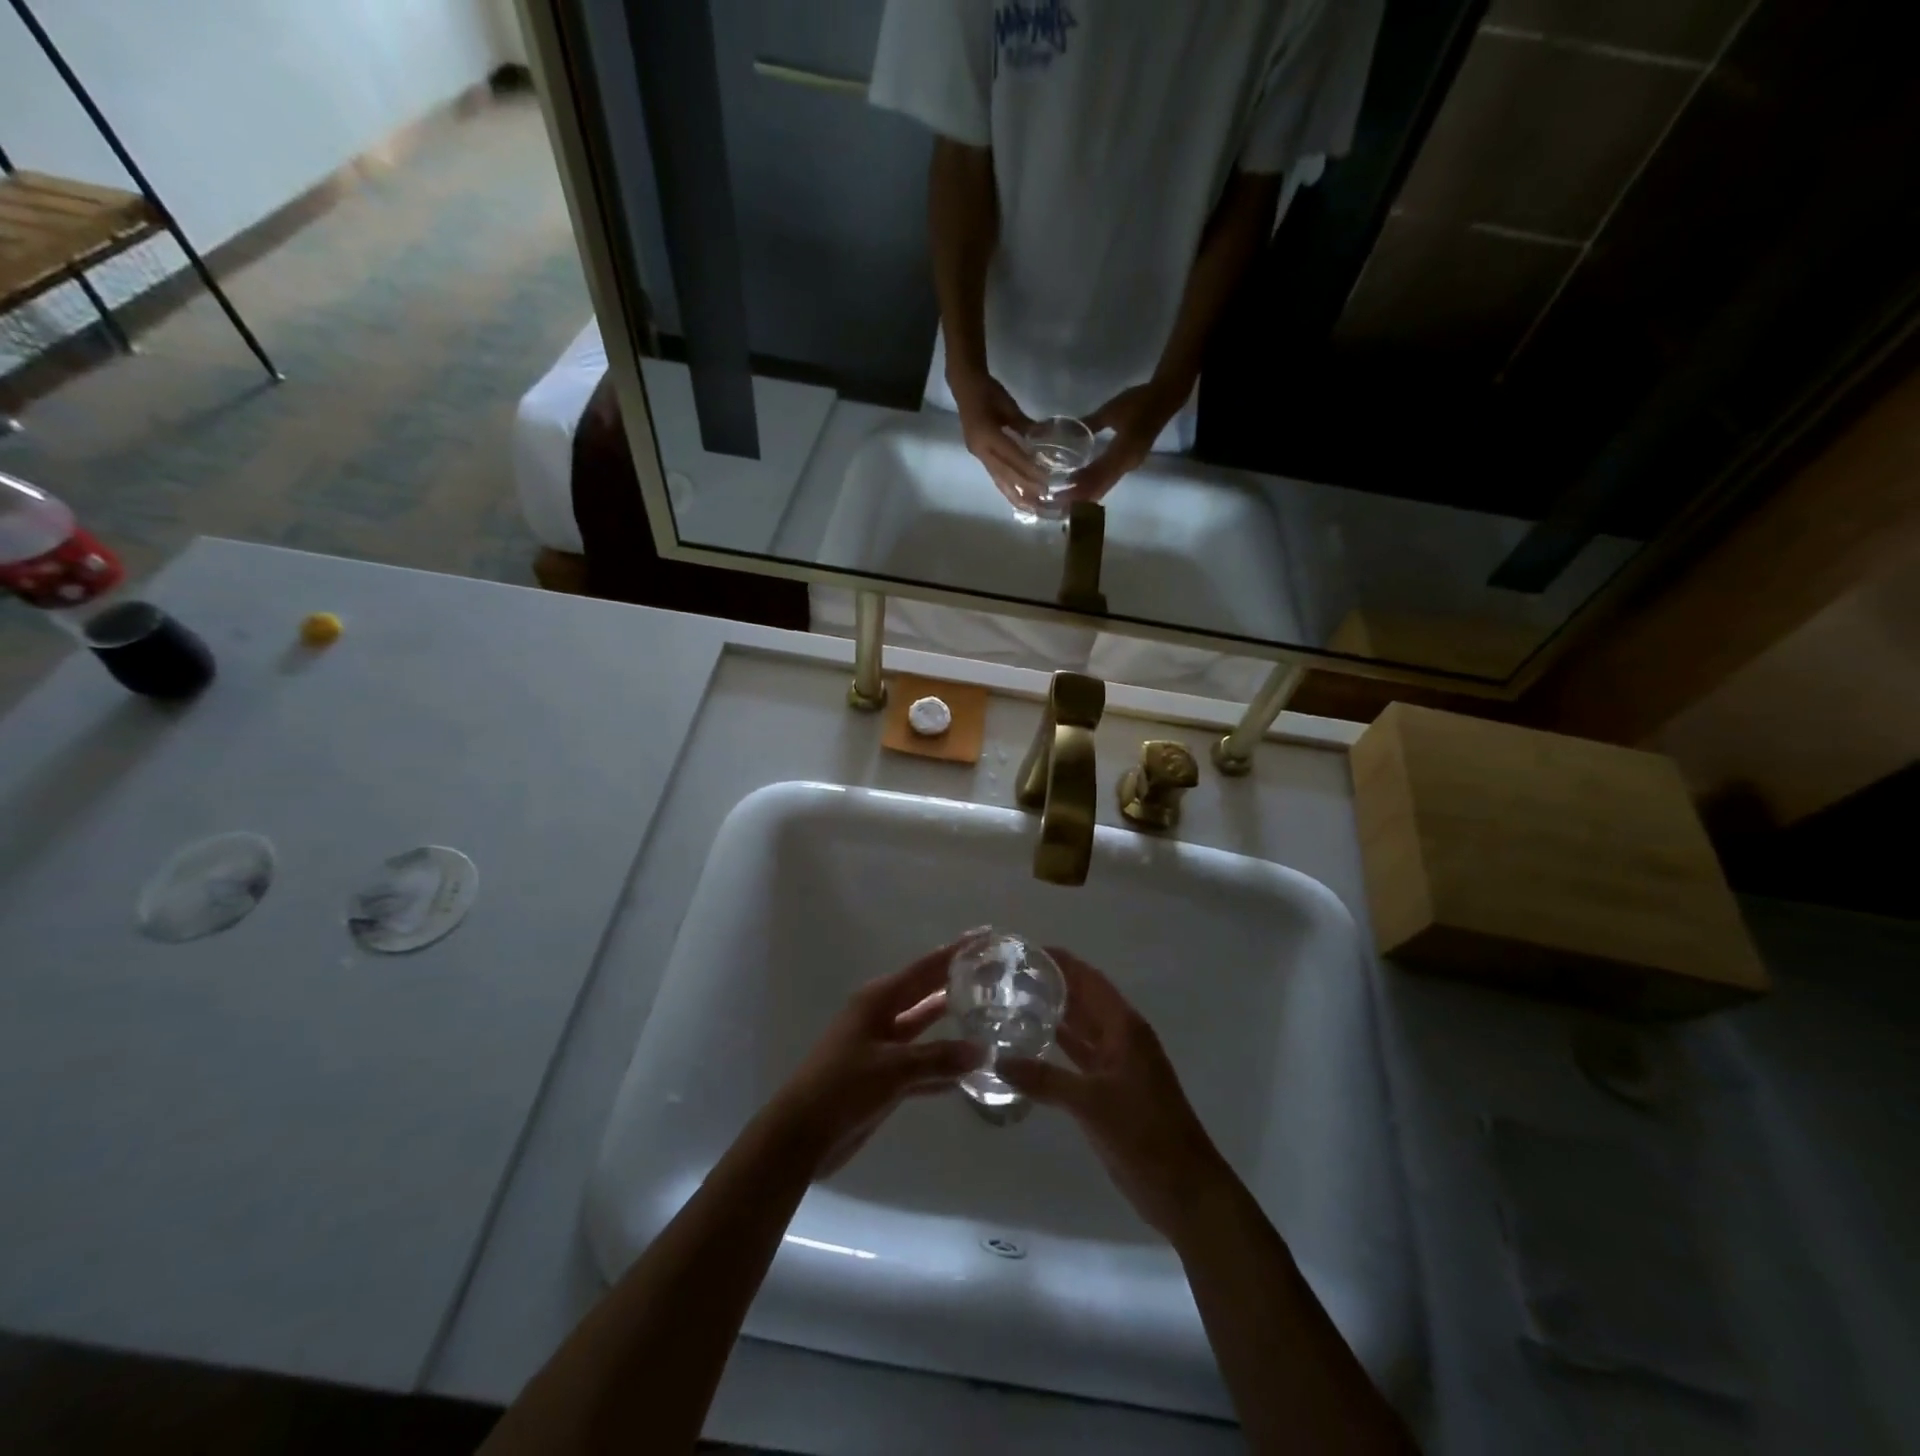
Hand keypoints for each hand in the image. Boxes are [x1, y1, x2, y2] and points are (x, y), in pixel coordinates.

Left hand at [770, 944, 982, 1178]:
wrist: (801, 1135)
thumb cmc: (843, 1086)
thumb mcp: (893, 1067)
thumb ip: (939, 1058)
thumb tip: (983, 1050)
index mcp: (879, 999)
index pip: (926, 968)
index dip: (956, 952)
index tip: (985, 935)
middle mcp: (881, 1015)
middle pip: (927, 993)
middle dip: (957, 982)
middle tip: (996, 972)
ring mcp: (882, 1047)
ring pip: (925, 1029)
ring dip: (953, 1026)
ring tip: (991, 1016)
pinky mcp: (884, 1077)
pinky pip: (921, 1064)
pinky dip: (942, 1067)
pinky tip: (970, 1073)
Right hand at [949, 364, 1045, 511]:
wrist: (964, 386)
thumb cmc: (987, 390)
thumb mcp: (1008, 405)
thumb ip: (1024, 424)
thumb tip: (1044, 438)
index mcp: (986, 434)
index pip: (1011, 456)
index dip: (1028, 469)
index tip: (1045, 480)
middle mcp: (980, 449)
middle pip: (1004, 473)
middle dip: (1024, 487)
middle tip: (1042, 499)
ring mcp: (978, 454)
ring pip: (998, 479)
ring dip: (1014, 495)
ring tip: (1030, 508)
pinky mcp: (980, 456)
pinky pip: (995, 475)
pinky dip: (1007, 487)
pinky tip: (1017, 496)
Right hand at [1000, 949, 1229, 1240]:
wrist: (1183, 1189)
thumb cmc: (1144, 1134)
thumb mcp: (1091, 1103)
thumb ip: (1044, 1080)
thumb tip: (998, 1060)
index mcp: (1124, 1028)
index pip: (1089, 980)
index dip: (1062, 962)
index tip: (1026, 949)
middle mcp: (1121, 1038)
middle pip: (1084, 1000)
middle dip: (1053, 984)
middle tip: (1009, 974)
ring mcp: (1116, 1064)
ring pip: (1081, 1028)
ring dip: (1054, 1014)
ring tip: (1013, 1001)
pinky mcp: (1109, 1090)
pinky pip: (1080, 1057)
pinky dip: (1059, 1047)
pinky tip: (1030, 1044)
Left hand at [1059, 380, 1188, 505]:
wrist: (1165, 399)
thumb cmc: (1138, 402)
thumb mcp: (1111, 411)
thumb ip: (1090, 423)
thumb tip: (1067, 433)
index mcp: (1123, 452)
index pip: (1097, 475)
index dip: (1079, 485)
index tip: (1061, 494)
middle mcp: (1127, 464)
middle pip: (1101, 486)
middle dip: (1081, 496)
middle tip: (1060, 503)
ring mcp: (1130, 465)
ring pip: (1106, 486)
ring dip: (1088, 494)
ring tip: (1068, 501)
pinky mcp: (1130, 463)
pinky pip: (1110, 480)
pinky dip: (1096, 486)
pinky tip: (1083, 488)